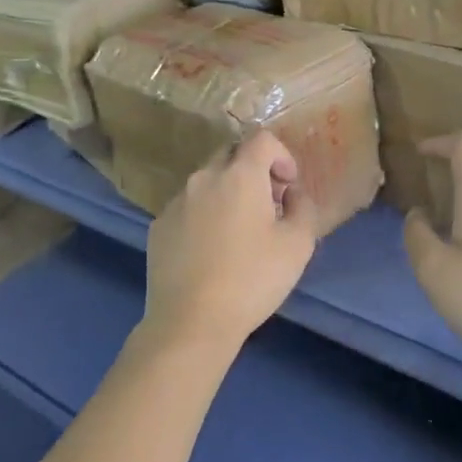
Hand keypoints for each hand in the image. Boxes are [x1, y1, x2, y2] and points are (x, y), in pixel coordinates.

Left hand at [143, 131, 317, 359]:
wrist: (191, 322)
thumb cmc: (252, 279)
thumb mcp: (298, 245)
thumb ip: (303, 207)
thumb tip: (293, 194)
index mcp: (239, 175)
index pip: (262, 139)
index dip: (282, 155)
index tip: (289, 186)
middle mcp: (204, 178)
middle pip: (231, 155)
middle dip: (254, 171)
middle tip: (268, 205)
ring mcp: (176, 201)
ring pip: (207, 182)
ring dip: (227, 193)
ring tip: (239, 232)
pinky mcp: (158, 226)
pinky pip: (187, 207)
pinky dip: (204, 215)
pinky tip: (210, 252)